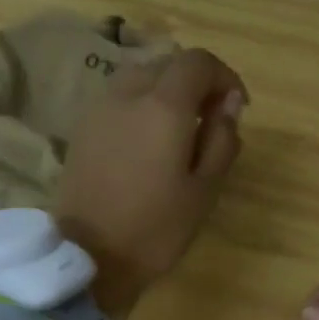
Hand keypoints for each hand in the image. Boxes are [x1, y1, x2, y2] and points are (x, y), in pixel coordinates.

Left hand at [56, 46, 246, 318]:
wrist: (88, 257)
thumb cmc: (155, 229)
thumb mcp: (205, 190)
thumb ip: (222, 139)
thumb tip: (229, 105)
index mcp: (164, 106)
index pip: (199, 62)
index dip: (224, 77)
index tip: (237, 108)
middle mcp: (128, 94)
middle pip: (167, 64)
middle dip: (195, 82)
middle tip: (210, 120)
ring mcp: (99, 109)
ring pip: (139, 77)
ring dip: (165, 91)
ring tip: (178, 129)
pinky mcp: (82, 129)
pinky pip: (118, 99)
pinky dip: (139, 105)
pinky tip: (147, 142)